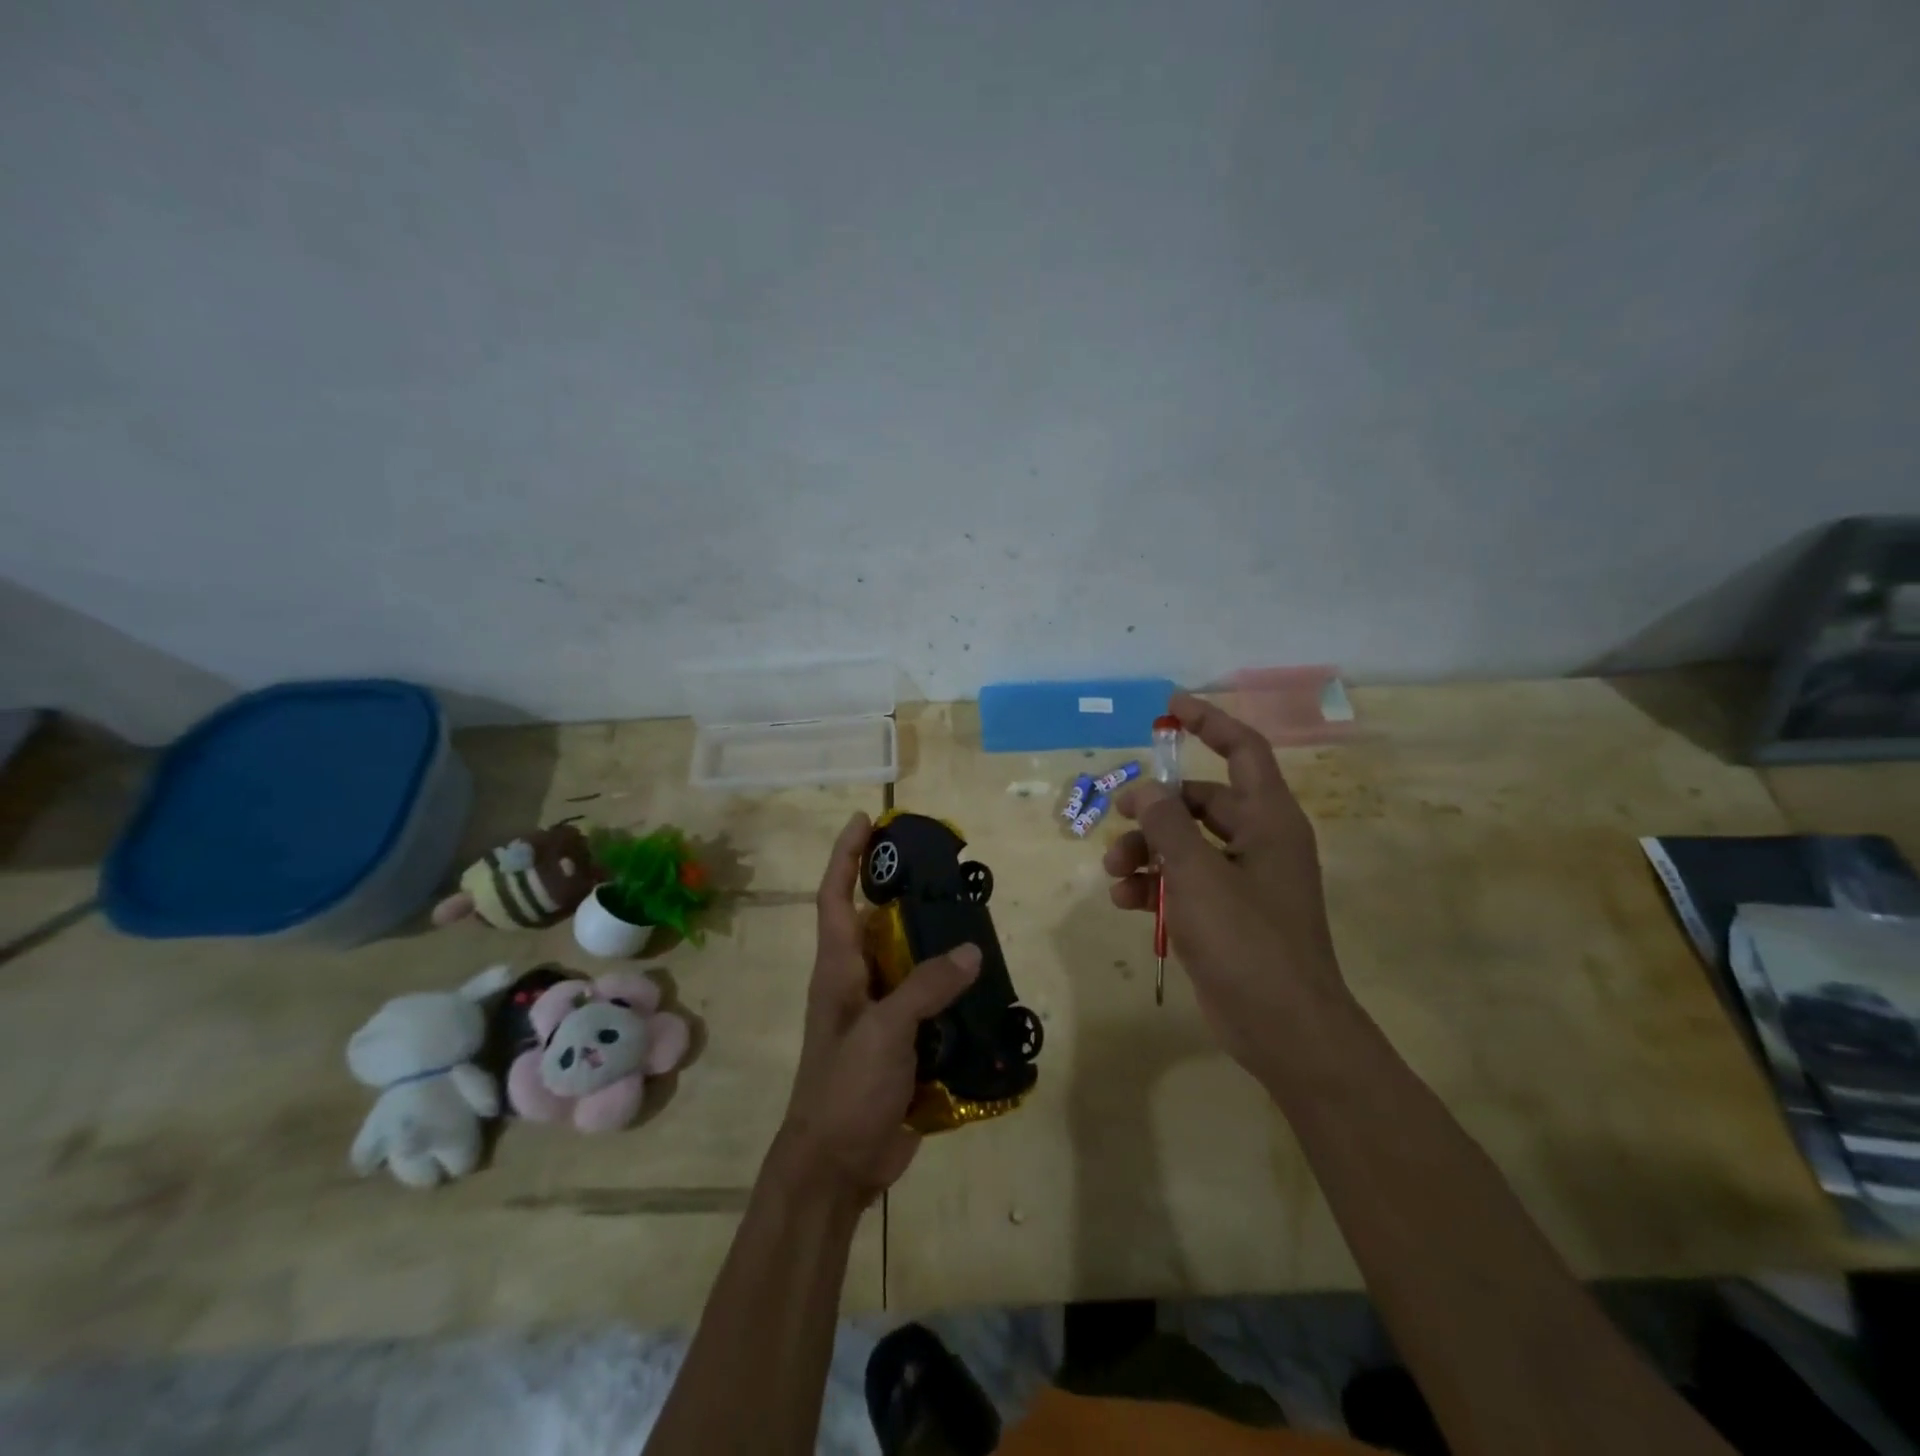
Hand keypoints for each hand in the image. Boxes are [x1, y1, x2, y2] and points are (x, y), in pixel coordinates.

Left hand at [780, 812, 980, 1205]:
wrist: (837, 1167)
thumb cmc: (845, 1088)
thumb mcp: (884, 1031)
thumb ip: (926, 988)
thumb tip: (971, 952)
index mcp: (838, 969)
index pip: (834, 896)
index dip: (846, 855)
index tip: (866, 819)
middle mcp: (857, 982)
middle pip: (878, 923)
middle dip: (903, 892)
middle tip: (944, 869)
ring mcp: (880, 1014)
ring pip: (909, 962)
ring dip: (935, 942)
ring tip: (974, 919)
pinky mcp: (902, 1044)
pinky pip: (930, 1003)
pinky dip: (953, 991)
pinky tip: (985, 986)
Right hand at [1103, 692, 1346, 1072]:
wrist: (1283, 1028)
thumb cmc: (1247, 941)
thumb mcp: (1198, 875)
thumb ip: (1167, 825)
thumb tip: (1143, 791)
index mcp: (1269, 820)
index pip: (1243, 750)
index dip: (1209, 723)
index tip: (1170, 707)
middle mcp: (1259, 842)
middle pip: (1201, 802)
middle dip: (1156, 809)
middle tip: (1118, 816)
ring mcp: (1243, 881)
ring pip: (1185, 844)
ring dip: (1146, 851)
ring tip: (1113, 872)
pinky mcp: (1225, 915)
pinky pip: (1184, 882)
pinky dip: (1154, 885)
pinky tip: (1126, 902)